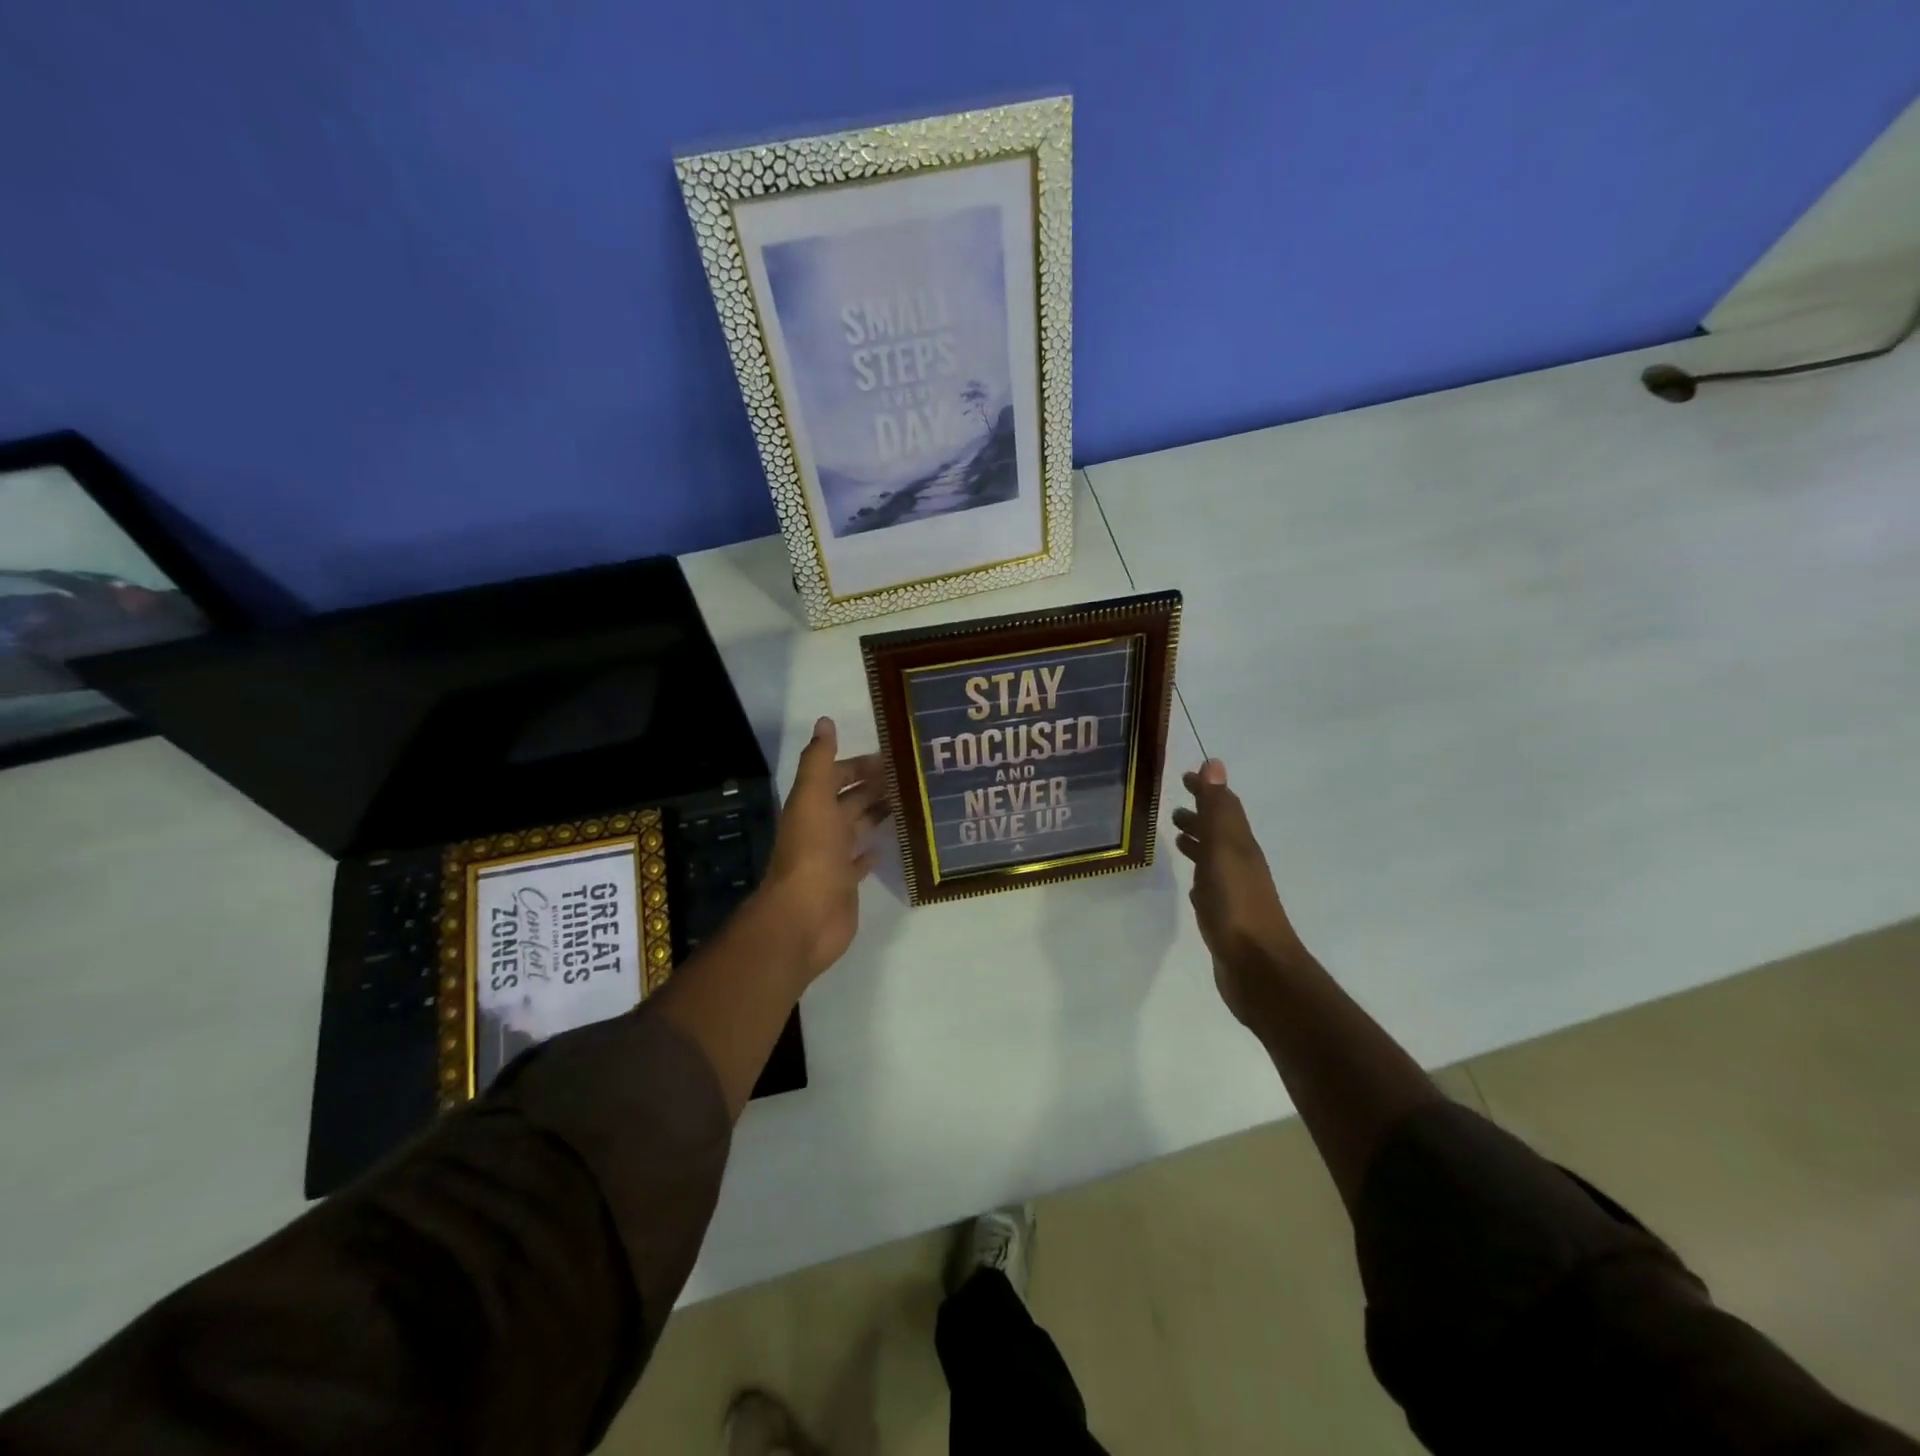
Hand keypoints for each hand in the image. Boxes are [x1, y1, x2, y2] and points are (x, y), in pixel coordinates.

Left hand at [759, 717, 889, 983]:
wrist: (805, 916)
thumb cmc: (812, 852)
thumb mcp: (813, 797)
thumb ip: (818, 760)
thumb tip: (824, 721)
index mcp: (812, 805)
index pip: (836, 775)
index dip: (860, 764)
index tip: (895, 756)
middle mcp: (821, 827)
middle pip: (849, 800)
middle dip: (874, 786)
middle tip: (912, 777)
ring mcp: (832, 857)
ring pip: (857, 827)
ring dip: (876, 814)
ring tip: (910, 803)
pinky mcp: (845, 883)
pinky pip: (859, 862)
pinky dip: (870, 851)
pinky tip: (887, 844)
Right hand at [1172, 760, 1308, 1026]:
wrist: (1258, 970)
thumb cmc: (1237, 906)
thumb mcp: (1224, 851)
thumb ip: (1217, 810)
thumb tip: (1214, 763)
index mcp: (1240, 846)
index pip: (1224, 808)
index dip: (1206, 790)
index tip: (1185, 776)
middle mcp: (1240, 865)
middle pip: (1220, 832)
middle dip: (1200, 816)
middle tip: (1175, 808)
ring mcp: (1234, 893)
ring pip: (1214, 859)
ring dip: (1198, 844)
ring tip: (1177, 837)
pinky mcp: (1225, 919)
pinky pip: (1210, 888)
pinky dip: (1199, 877)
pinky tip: (1192, 885)